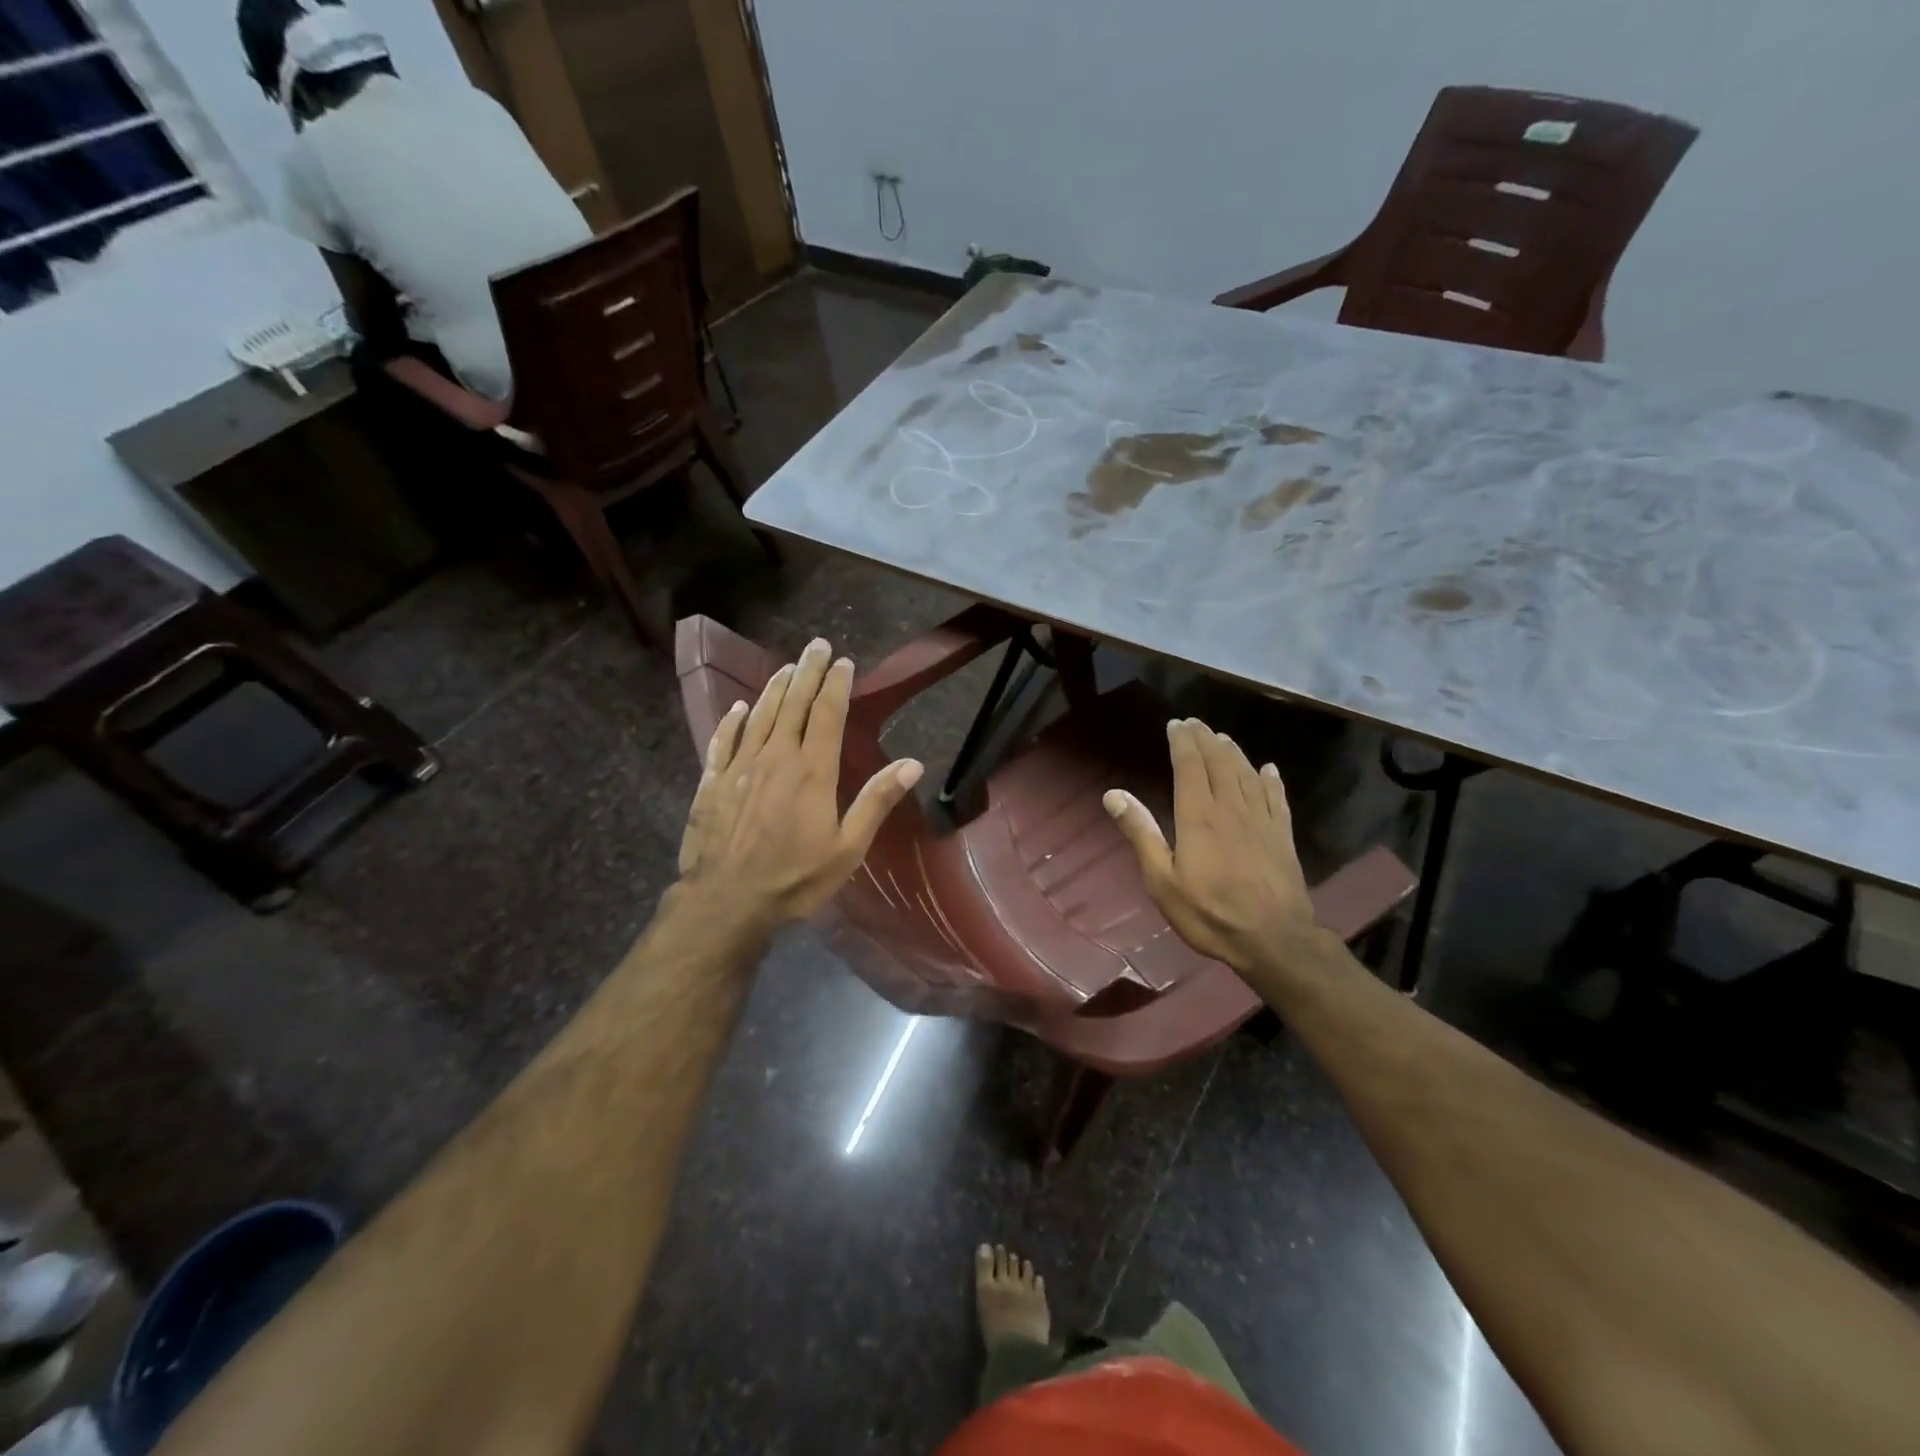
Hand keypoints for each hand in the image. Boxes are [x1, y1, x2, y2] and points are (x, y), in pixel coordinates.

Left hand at [676, 638, 922, 930]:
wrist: (726, 902)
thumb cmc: (795, 878)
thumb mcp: (847, 847)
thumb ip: (876, 801)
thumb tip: (913, 763)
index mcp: (812, 770)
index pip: (827, 714)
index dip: (836, 685)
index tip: (842, 662)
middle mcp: (776, 757)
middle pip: (793, 704)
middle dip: (807, 672)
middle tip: (816, 645)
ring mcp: (740, 767)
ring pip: (760, 715)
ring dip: (775, 688)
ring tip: (786, 666)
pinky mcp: (712, 782)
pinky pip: (723, 741)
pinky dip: (732, 721)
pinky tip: (738, 708)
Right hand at [1104, 718, 1324, 975]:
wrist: (1274, 940)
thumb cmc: (1209, 913)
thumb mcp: (1162, 880)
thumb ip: (1141, 833)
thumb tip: (1113, 794)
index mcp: (1198, 816)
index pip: (1189, 766)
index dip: (1182, 742)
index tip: (1176, 725)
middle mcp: (1231, 808)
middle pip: (1219, 763)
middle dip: (1205, 739)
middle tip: (1196, 723)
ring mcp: (1262, 820)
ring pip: (1247, 774)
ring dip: (1233, 753)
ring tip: (1223, 738)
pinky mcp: (1283, 836)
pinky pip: (1277, 798)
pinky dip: (1270, 780)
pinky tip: (1268, 770)